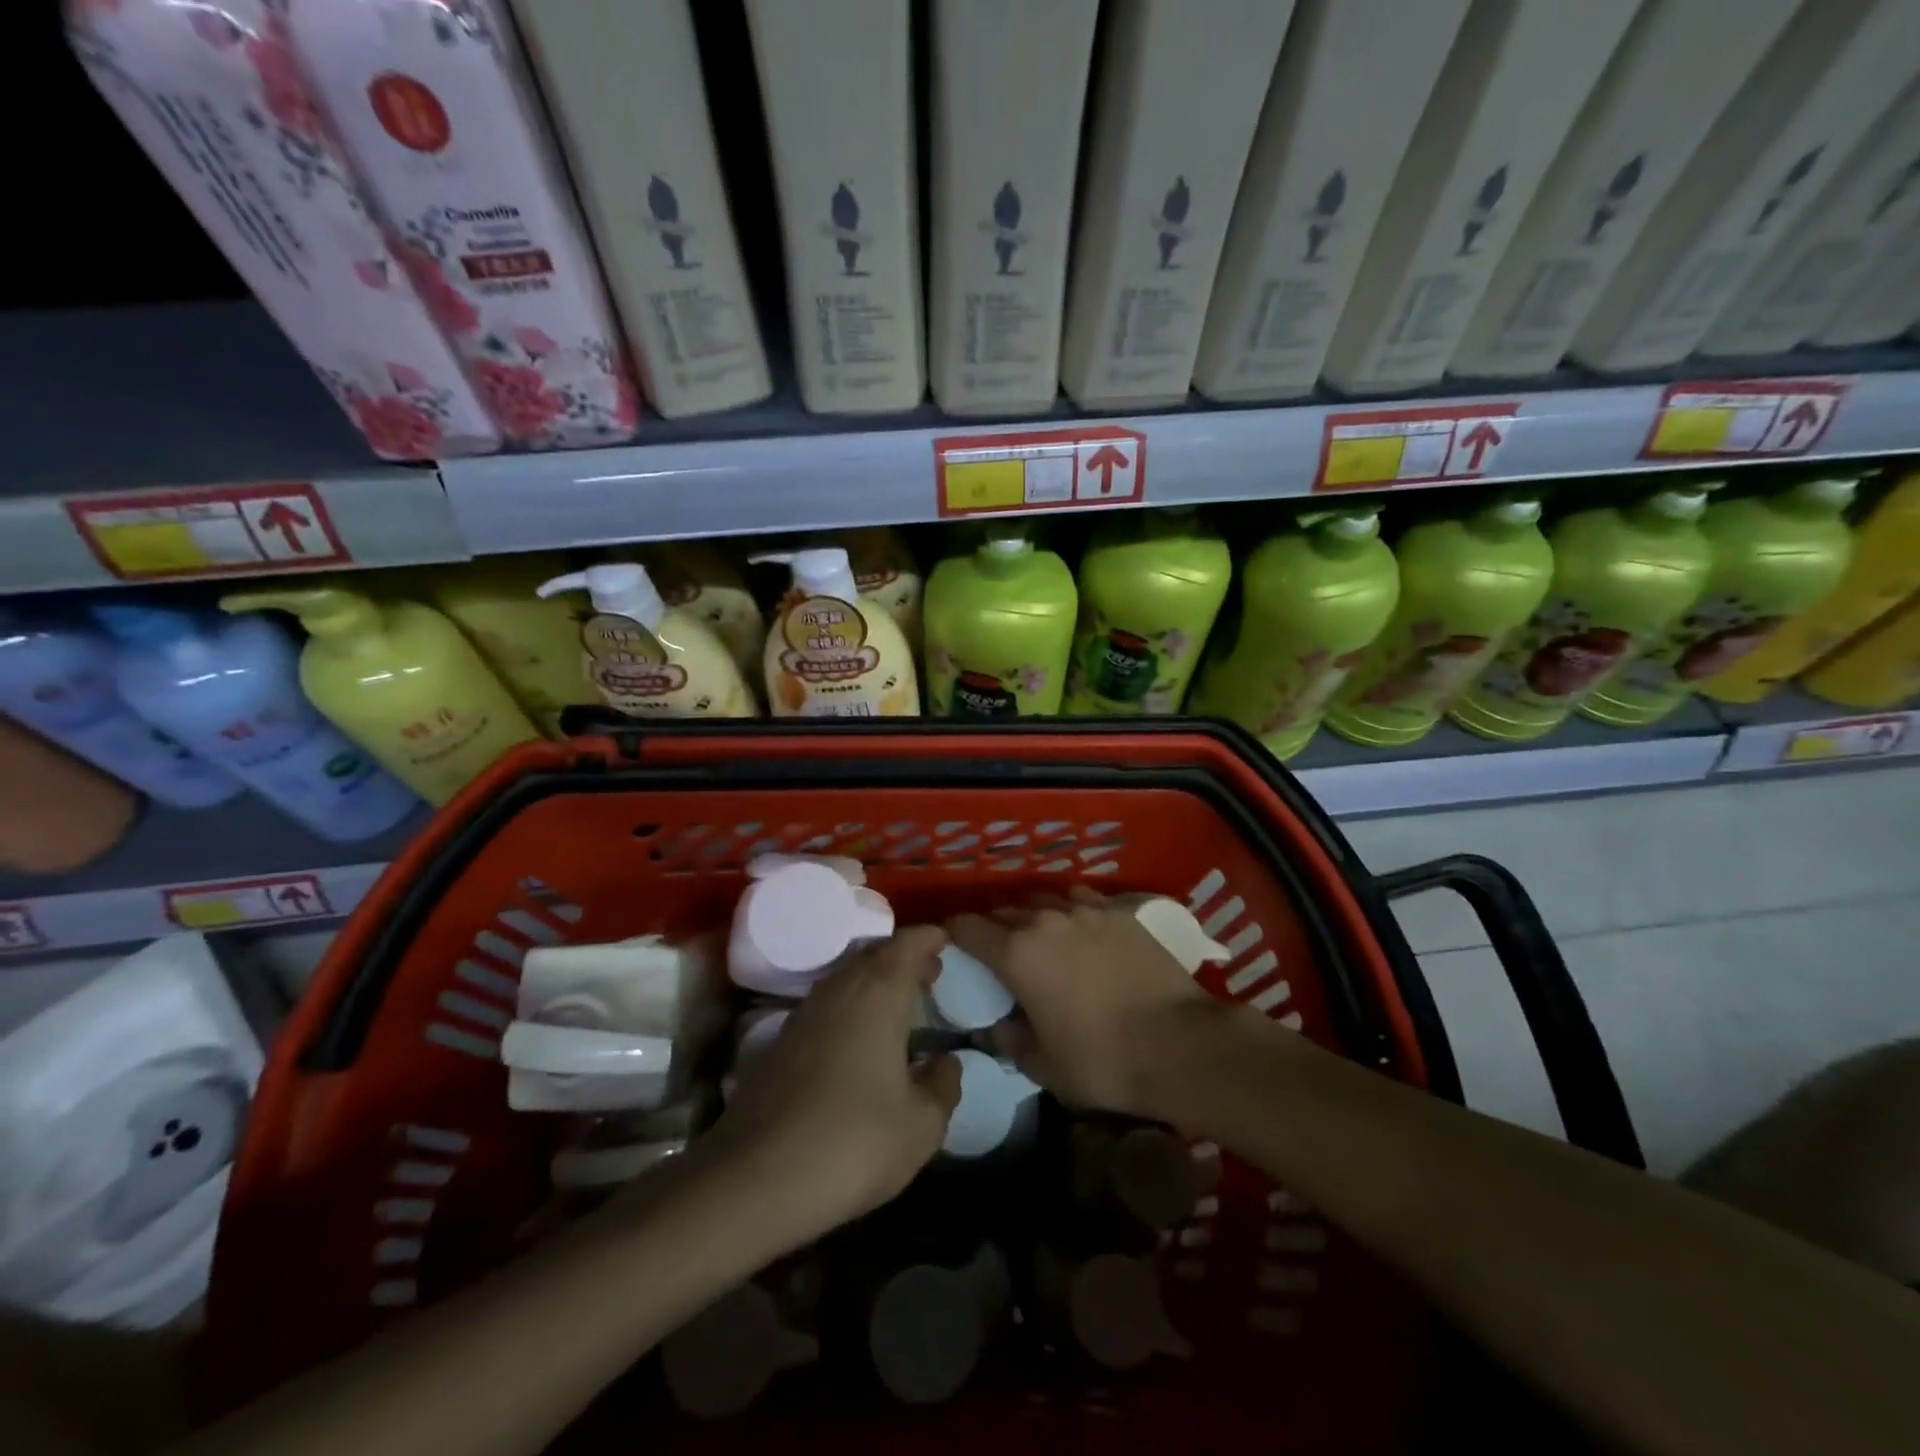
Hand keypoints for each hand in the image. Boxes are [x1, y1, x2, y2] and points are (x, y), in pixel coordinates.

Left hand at [702, 925, 961, 1240]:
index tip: (945, 942)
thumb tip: (946, 1062)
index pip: (907, 945)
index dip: (928, 938)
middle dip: (902, 958)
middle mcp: (839, 990)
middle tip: (928, 974)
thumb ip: (942, 1086)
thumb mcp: (921, 1125)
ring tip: (897, 1005)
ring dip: (873, 981)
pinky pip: (825, 1006)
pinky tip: (857, 1040)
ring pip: (845, 978)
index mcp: (879, 994)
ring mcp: (803, 1014)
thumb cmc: (854, 1141)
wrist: (755, 1179)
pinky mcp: (778, 1044)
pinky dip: (849, 1007)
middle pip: (873, 954)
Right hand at [946, 888, 1232, 1119]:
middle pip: (1003, 911)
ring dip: (1031, 917)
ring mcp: (1085, 910)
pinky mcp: (1119, 912)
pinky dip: (1069, 911)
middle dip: (992, 928)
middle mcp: (1045, 920)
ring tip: (1038, 938)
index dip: (952, 934)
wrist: (1180, 1044)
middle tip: (995, 952)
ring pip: (1042, 901)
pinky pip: (1080, 900)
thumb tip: (998, 1025)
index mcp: (1017, 953)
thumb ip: (1010, 1041)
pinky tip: (1078, 928)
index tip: (949, 946)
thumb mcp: (1043, 1066)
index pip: (967, 927)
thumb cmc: (1102, 1061)